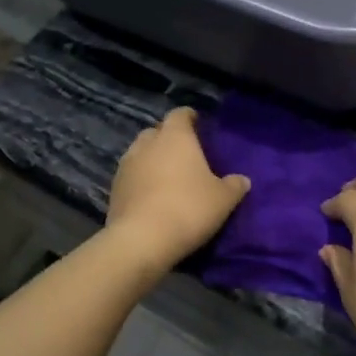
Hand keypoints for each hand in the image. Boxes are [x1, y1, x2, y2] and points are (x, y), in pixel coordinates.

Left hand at [105, 108, 249, 278]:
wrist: (141, 240)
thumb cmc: (188, 209)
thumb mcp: (223, 200)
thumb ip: (234, 186)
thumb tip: (242, 180)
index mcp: (175, 137)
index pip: (180, 114)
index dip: (190, 118)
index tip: (199, 126)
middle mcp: (147, 144)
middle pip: (157, 132)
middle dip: (168, 139)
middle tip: (185, 155)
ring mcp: (126, 165)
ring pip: (140, 153)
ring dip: (152, 160)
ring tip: (167, 177)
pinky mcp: (113, 189)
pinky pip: (130, 176)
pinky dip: (140, 181)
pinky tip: (151, 197)